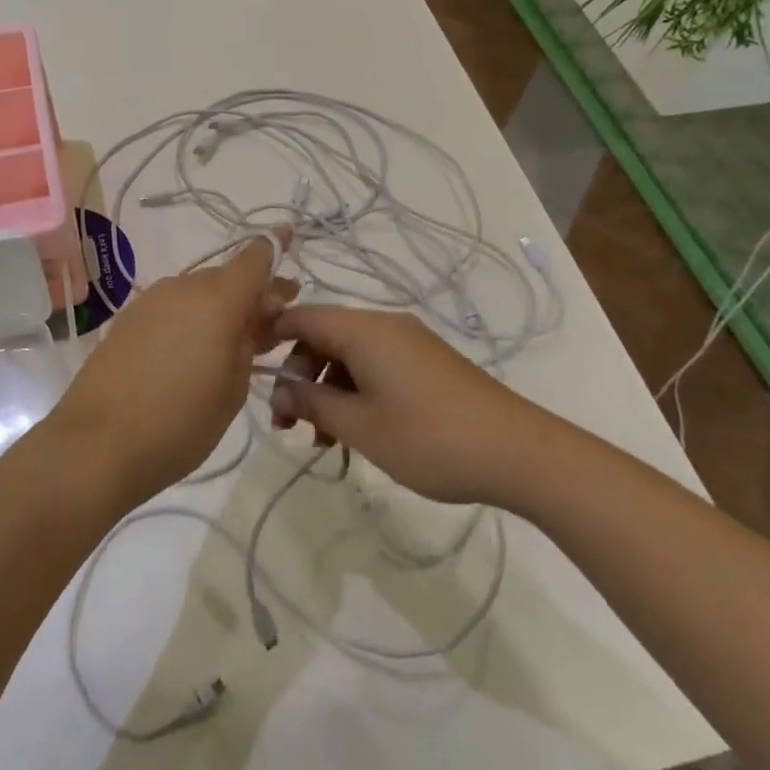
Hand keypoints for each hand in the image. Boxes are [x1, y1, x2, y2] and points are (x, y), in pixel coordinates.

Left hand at [49, 236, 294, 509]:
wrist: (96, 444)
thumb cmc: (181, 421)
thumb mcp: (234, 387)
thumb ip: (250, 340)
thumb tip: (260, 311)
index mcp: (218, 298)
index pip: (255, 256)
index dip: (276, 245)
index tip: (290, 238)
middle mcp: (183, 287)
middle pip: (227, 278)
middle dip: (251, 295)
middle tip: (268, 328)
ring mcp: (150, 301)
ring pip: (197, 294)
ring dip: (218, 310)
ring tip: (229, 347)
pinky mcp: (127, 320)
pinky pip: (171, 309)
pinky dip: (189, 321)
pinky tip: (189, 354)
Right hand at [269, 305, 545, 504]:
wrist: (519, 453)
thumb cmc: (429, 437)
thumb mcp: (360, 426)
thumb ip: (313, 403)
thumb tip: (281, 390)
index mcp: (364, 330)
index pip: (301, 317)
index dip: (270, 338)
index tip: (250, 373)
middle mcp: (385, 326)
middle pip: (324, 336)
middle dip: (299, 375)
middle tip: (288, 424)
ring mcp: (410, 344)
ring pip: (350, 355)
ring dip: (327, 389)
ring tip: (321, 439)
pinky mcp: (428, 364)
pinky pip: (376, 366)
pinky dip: (355, 392)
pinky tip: (356, 432)